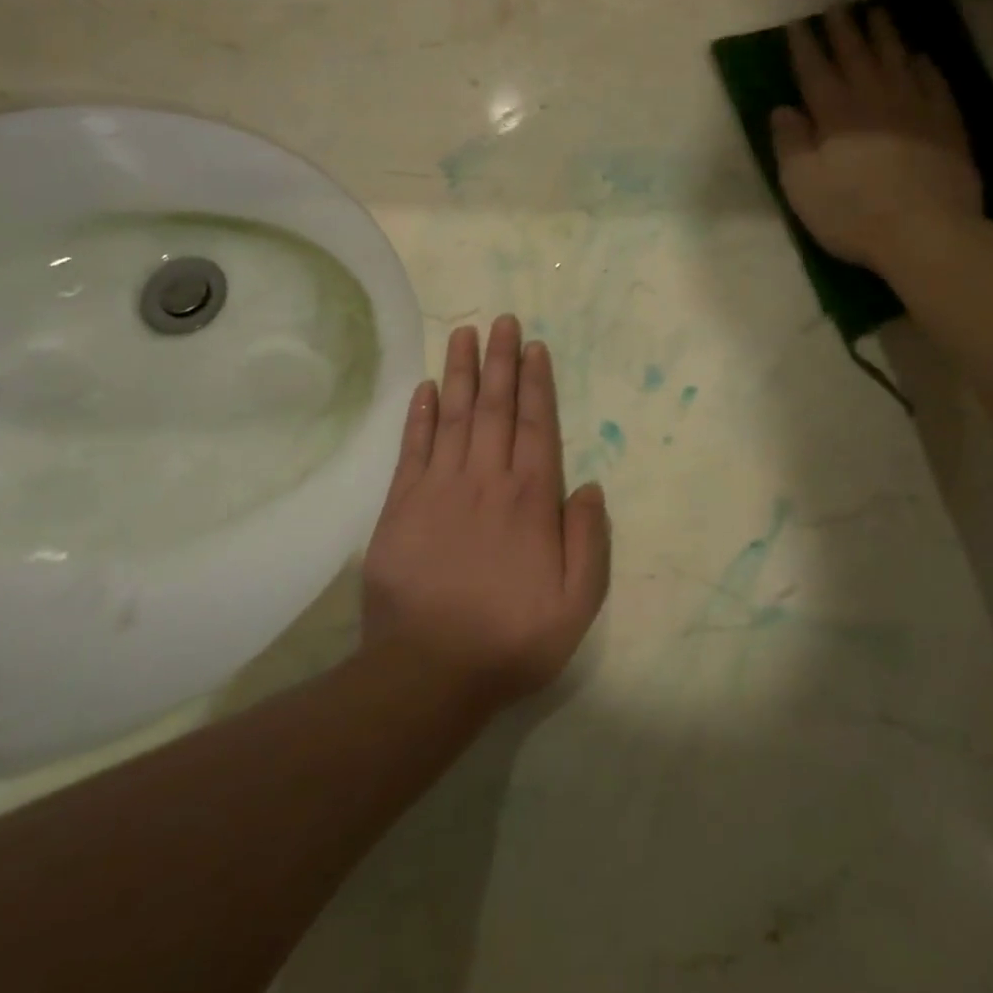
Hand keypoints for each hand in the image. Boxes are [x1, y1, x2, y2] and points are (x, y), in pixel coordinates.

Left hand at [362, 316, 610, 709]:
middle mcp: (486, 479)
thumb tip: (590, 487)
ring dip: (460, 372)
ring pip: (453, 415)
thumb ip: (588, 540)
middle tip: (502, 320)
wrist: (428, 671)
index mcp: (530, 499)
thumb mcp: (575, 603)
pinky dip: (419, 415)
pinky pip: (413, 448)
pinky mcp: (402, 504)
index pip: (535, 424)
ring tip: (465, 334)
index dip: (536, 382)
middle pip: (494, 406)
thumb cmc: (510, 638)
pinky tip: (425, 387)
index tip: (534, 346)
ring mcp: (440, 487)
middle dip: (500, 360)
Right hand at [771, 7, 981, 273]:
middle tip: (837, 8)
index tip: (798, 25)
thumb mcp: (802, 186)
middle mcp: (874, 100)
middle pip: (856, 56)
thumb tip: (783, 109)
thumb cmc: (852, 213)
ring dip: (884, 36)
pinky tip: (920, 58)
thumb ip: (789, 144)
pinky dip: (924, 66)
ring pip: (896, 60)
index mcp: (835, 114)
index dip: (805, 46)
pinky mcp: (946, 125)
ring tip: (877, 14)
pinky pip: (934, 83)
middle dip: (843, 30)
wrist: (924, 232)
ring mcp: (915, 108)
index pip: (815, 70)